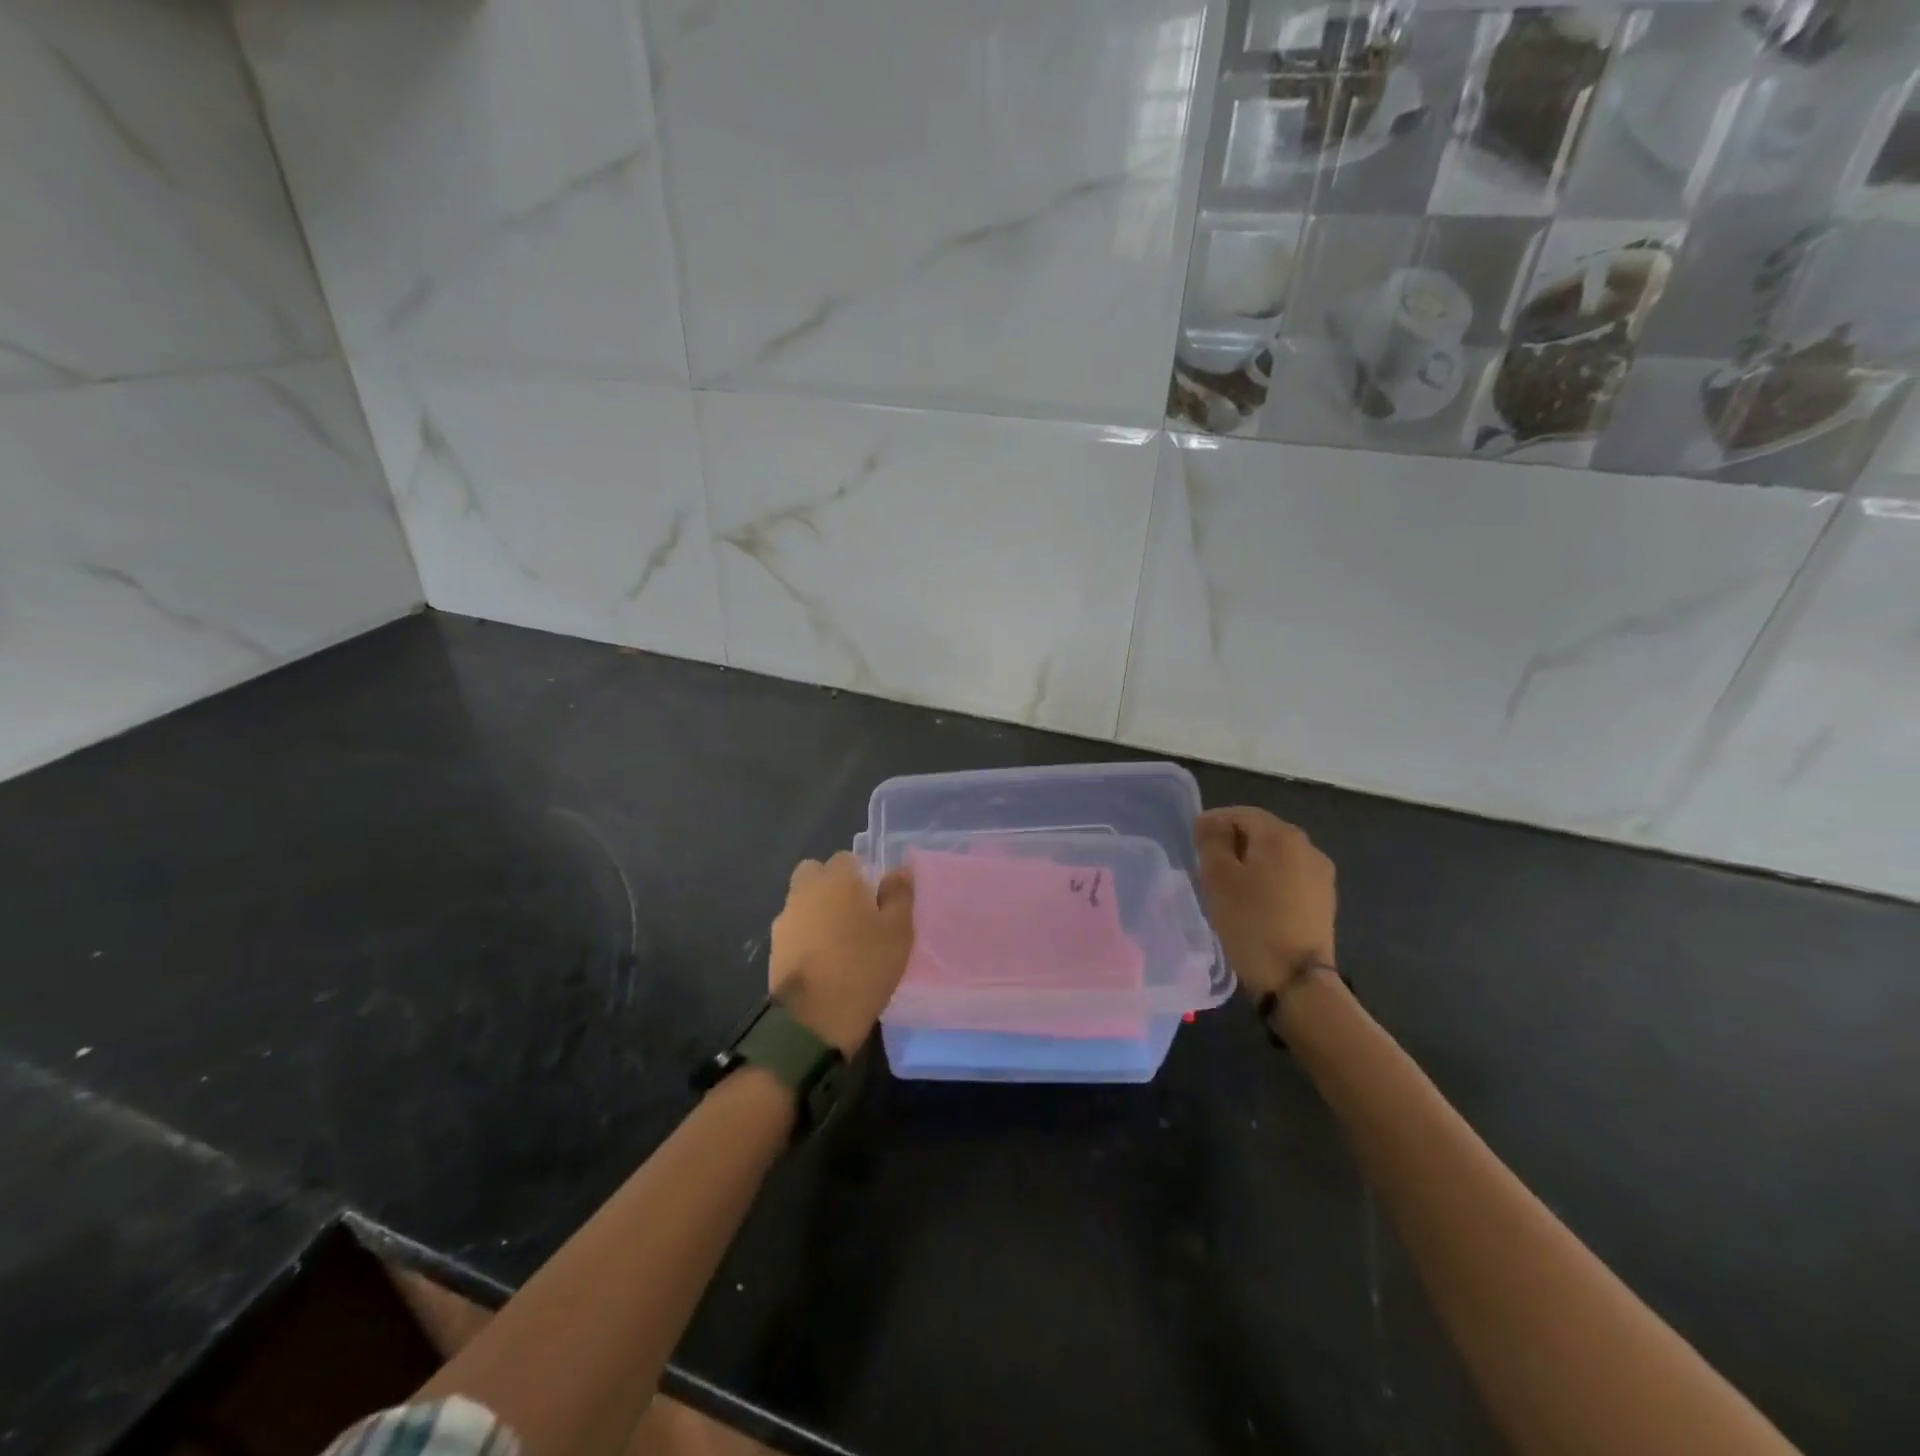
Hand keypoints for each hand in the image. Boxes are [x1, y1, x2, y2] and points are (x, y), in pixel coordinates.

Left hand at [768, 852, 915, 1055]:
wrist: (813, 1020)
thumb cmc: (863, 967)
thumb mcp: (898, 931)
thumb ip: (899, 895)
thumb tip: (900, 870)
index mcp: (836, 880)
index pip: (846, 858)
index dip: (861, 874)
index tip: (874, 898)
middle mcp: (805, 891)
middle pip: (815, 873)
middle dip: (831, 886)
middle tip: (854, 913)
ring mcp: (785, 920)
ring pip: (802, 902)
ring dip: (817, 911)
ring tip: (839, 942)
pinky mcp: (774, 948)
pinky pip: (794, 930)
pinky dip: (806, 937)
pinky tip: (823, 961)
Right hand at [1194, 807, 1335, 999]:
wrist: (1296, 979)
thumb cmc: (1250, 921)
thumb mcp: (1218, 877)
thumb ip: (1211, 840)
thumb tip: (1210, 820)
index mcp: (1281, 835)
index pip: (1240, 813)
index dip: (1213, 823)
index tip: (1193, 846)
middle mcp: (1307, 846)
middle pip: (1261, 832)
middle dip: (1232, 844)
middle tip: (1206, 868)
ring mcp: (1320, 874)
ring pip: (1275, 856)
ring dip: (1250, 864)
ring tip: (1227, 889)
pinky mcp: (1323, 900)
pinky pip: (1288, 877)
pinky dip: (1267, 882)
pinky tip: (1253, 904)